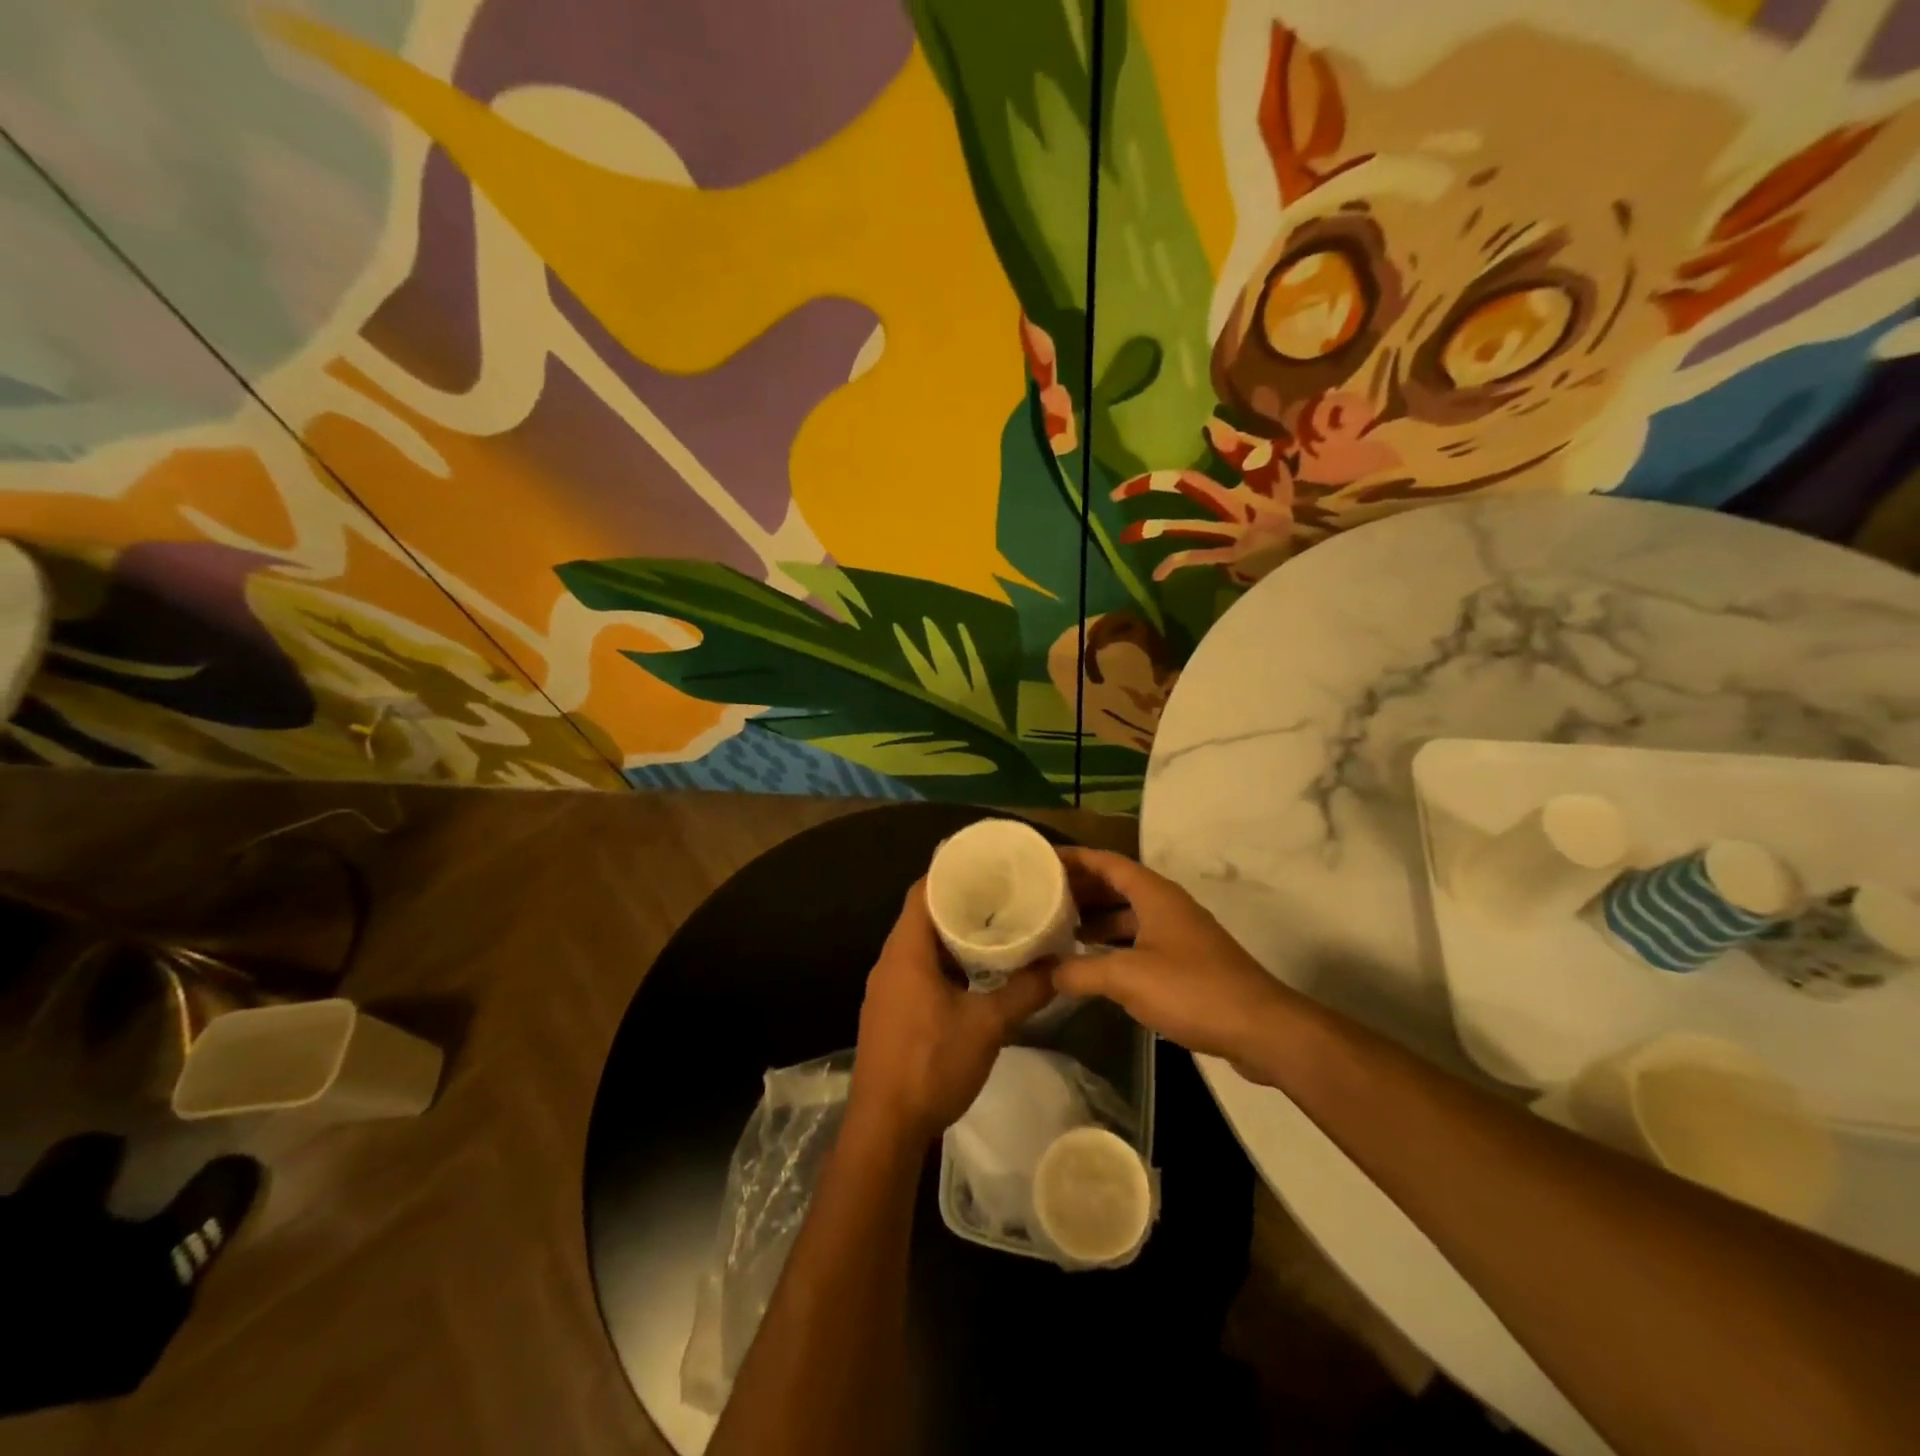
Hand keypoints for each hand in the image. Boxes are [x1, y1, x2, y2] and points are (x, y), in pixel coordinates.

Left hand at [846, 880, 1054, 1146]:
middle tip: (1002, 895)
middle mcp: (890, 961)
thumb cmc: (931, 1065)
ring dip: (953, 936)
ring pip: (921, 945)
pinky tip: (975, 973)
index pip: (923, 891)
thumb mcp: (988, 1026)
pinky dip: (945, 962)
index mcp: (906, 951)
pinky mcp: (890, 1011)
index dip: (952, 873)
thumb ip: (1025, 991)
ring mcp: (887, 988)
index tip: (987, 866)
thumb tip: (1060, 965)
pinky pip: (917, 969)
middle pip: (923, 915)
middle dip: (960, 903)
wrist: (885, 1127)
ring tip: (995, 928)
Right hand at [1054, 848, 1295, 1078]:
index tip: (1040, 859)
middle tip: (1040, 897)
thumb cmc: (1192, 989)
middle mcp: (1167, 905)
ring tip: (1059, 930)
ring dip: (1097, 919)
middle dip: (1080, 889)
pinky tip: (1094, 964)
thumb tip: (1046, 972)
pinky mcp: (1187, 961)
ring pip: (1128, 915)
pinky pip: (1140, 940)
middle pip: (1116, 885)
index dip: (1073, 857)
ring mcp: (1179, 933)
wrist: (1260, 1028)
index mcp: (1154, 894)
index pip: (1106, 862)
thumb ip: (1081, 971)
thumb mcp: (1127, 978)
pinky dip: (1114, 945)